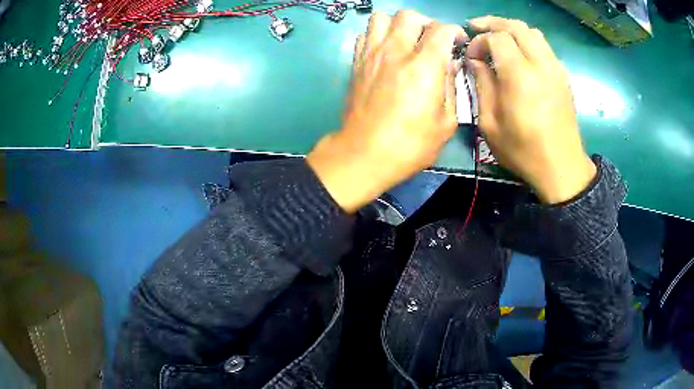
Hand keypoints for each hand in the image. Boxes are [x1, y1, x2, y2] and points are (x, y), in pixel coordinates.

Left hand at [307, 10, 466, 212]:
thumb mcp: (446, 122)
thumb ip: (452, 87)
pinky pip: (365, 34)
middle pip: (409, 16)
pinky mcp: (356, 63)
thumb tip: (450, 65)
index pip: (441, 29)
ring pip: (382, 18)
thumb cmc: (410, 144)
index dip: (454, 32)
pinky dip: (378, 35)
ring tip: (407, 41)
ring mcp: (372, 55)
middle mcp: (396, 52)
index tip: (458, 43)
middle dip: (427, 23)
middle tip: (432, 41)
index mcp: (424, 66)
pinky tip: (386, 51)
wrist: (364, 154)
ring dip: (398, 25)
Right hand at [466, 16, 595, 203]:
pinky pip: (544, 46)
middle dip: (493, 23)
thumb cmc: (523, 151)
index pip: (497, 38)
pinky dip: (528, 41)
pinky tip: (519, 54)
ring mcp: (555, 69)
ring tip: (498, 37)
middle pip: (516, 26)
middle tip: (476, 28)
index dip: (479, 41)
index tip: (471, 56)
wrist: (561, 167)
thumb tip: (475, 61)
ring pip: (532, 32)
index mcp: (520, 75)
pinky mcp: (563, 76)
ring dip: (512, 29)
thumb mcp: (490, 124)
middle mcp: (541, 64)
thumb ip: (481, 85)